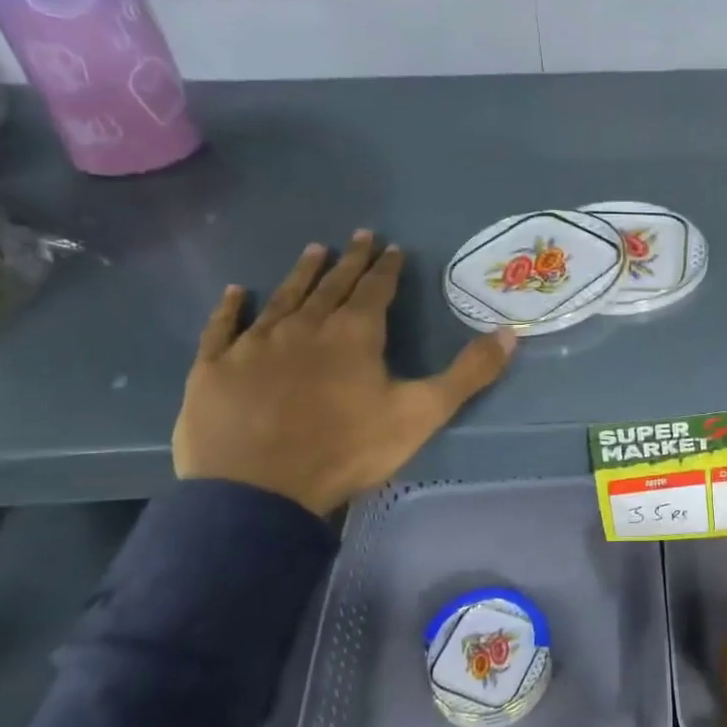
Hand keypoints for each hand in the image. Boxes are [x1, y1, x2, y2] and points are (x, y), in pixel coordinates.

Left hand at [173, 233, 515, 514]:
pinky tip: (236, 293)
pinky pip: (224, 327)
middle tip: (359, 236)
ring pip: (283, 297)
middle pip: (331, 285)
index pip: (375, 290)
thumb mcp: (422, 413)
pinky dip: (231, 308)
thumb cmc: (348, 449)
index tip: (391, 247)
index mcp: (354, 334)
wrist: (259, 490)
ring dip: (301, 274)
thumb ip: (468, 373)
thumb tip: (511, 334)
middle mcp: (304, 326)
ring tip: (313, 250)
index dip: (386, 268)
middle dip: (349, 261)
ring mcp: (255, 344)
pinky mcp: (215, 367)